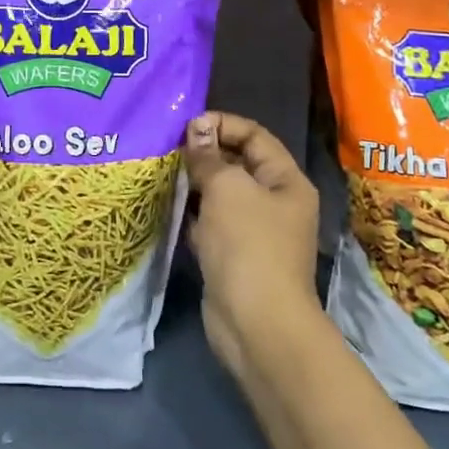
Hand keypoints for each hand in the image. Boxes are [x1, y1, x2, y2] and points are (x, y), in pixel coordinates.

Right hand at [182, 112, 322, 379]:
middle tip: (167, 148)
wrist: (256, 323)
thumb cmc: (248, 244)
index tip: (186, 126)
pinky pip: (210, 223)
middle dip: (204, 153)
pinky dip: (191, 214)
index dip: (222, 124)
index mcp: (285, 181)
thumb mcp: (227, 188)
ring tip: (162, 173)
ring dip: (194, 183)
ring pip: (220, 194)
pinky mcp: (233, 255)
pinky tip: (168, 207)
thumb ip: (209, 156)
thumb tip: (196, 129)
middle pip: (237, 163)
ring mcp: (254, 231)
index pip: (254, 135)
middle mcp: (274, 202)